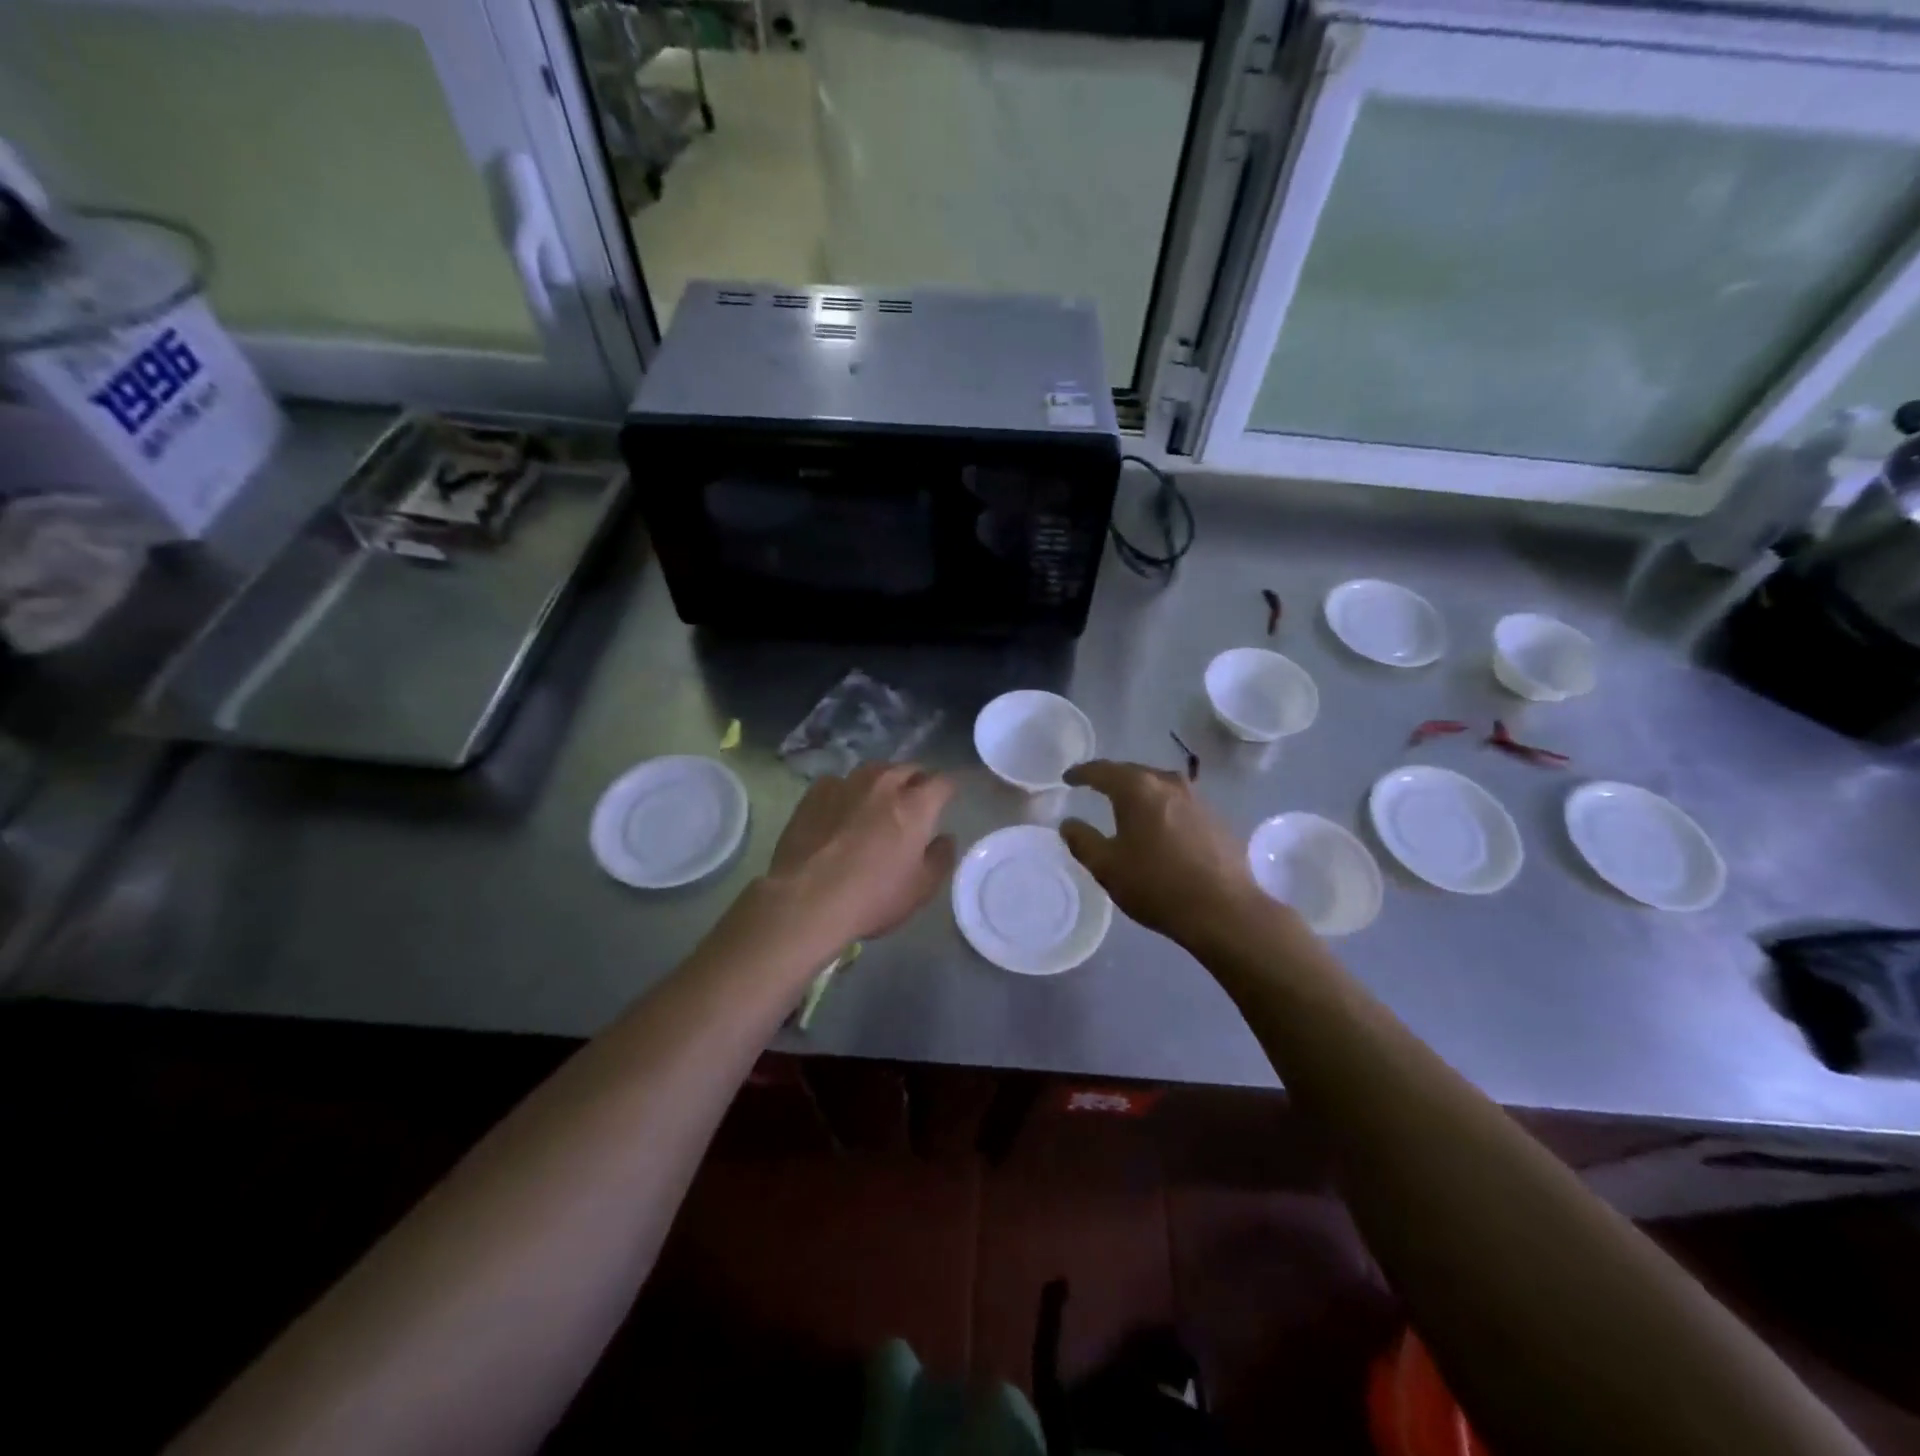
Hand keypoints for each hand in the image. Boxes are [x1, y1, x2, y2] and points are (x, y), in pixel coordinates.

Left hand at [763, 763, 957, 946]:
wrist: (806, 900)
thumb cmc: (872, 897)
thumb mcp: (921, 889)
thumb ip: (941, 858)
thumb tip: (945, 837)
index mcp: (916, 805)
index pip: (943, 782)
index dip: (948, 790)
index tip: (947, 800)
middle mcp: (884, 784)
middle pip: (908, 769)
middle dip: (917, 781)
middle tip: (914, 803)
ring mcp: (847, 784)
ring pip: (874, 771)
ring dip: (883, 782)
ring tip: (878, 802)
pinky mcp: (816, 792)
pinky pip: (840, 782)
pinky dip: (847, 792)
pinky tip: (840, 811)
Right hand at [1061, 759, 1269, 946]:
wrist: (1223, 910)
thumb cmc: (1156, 885)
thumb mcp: (1107, 867)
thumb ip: (1083, 841)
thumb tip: (1069, 824)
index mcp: (1138, 789)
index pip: (1102, 770)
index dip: (1082, 773)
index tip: (1068, 778)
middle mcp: (1169, 783)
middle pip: (1134, 772)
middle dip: (1112, 778)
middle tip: (1095, 787)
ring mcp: (1197, 799)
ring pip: (1159, 785)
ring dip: (1141, 792)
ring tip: (1127, 805)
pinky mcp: (1216, 818)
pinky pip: (1179, 803)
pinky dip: (1162, 808)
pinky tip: (1160, 826)